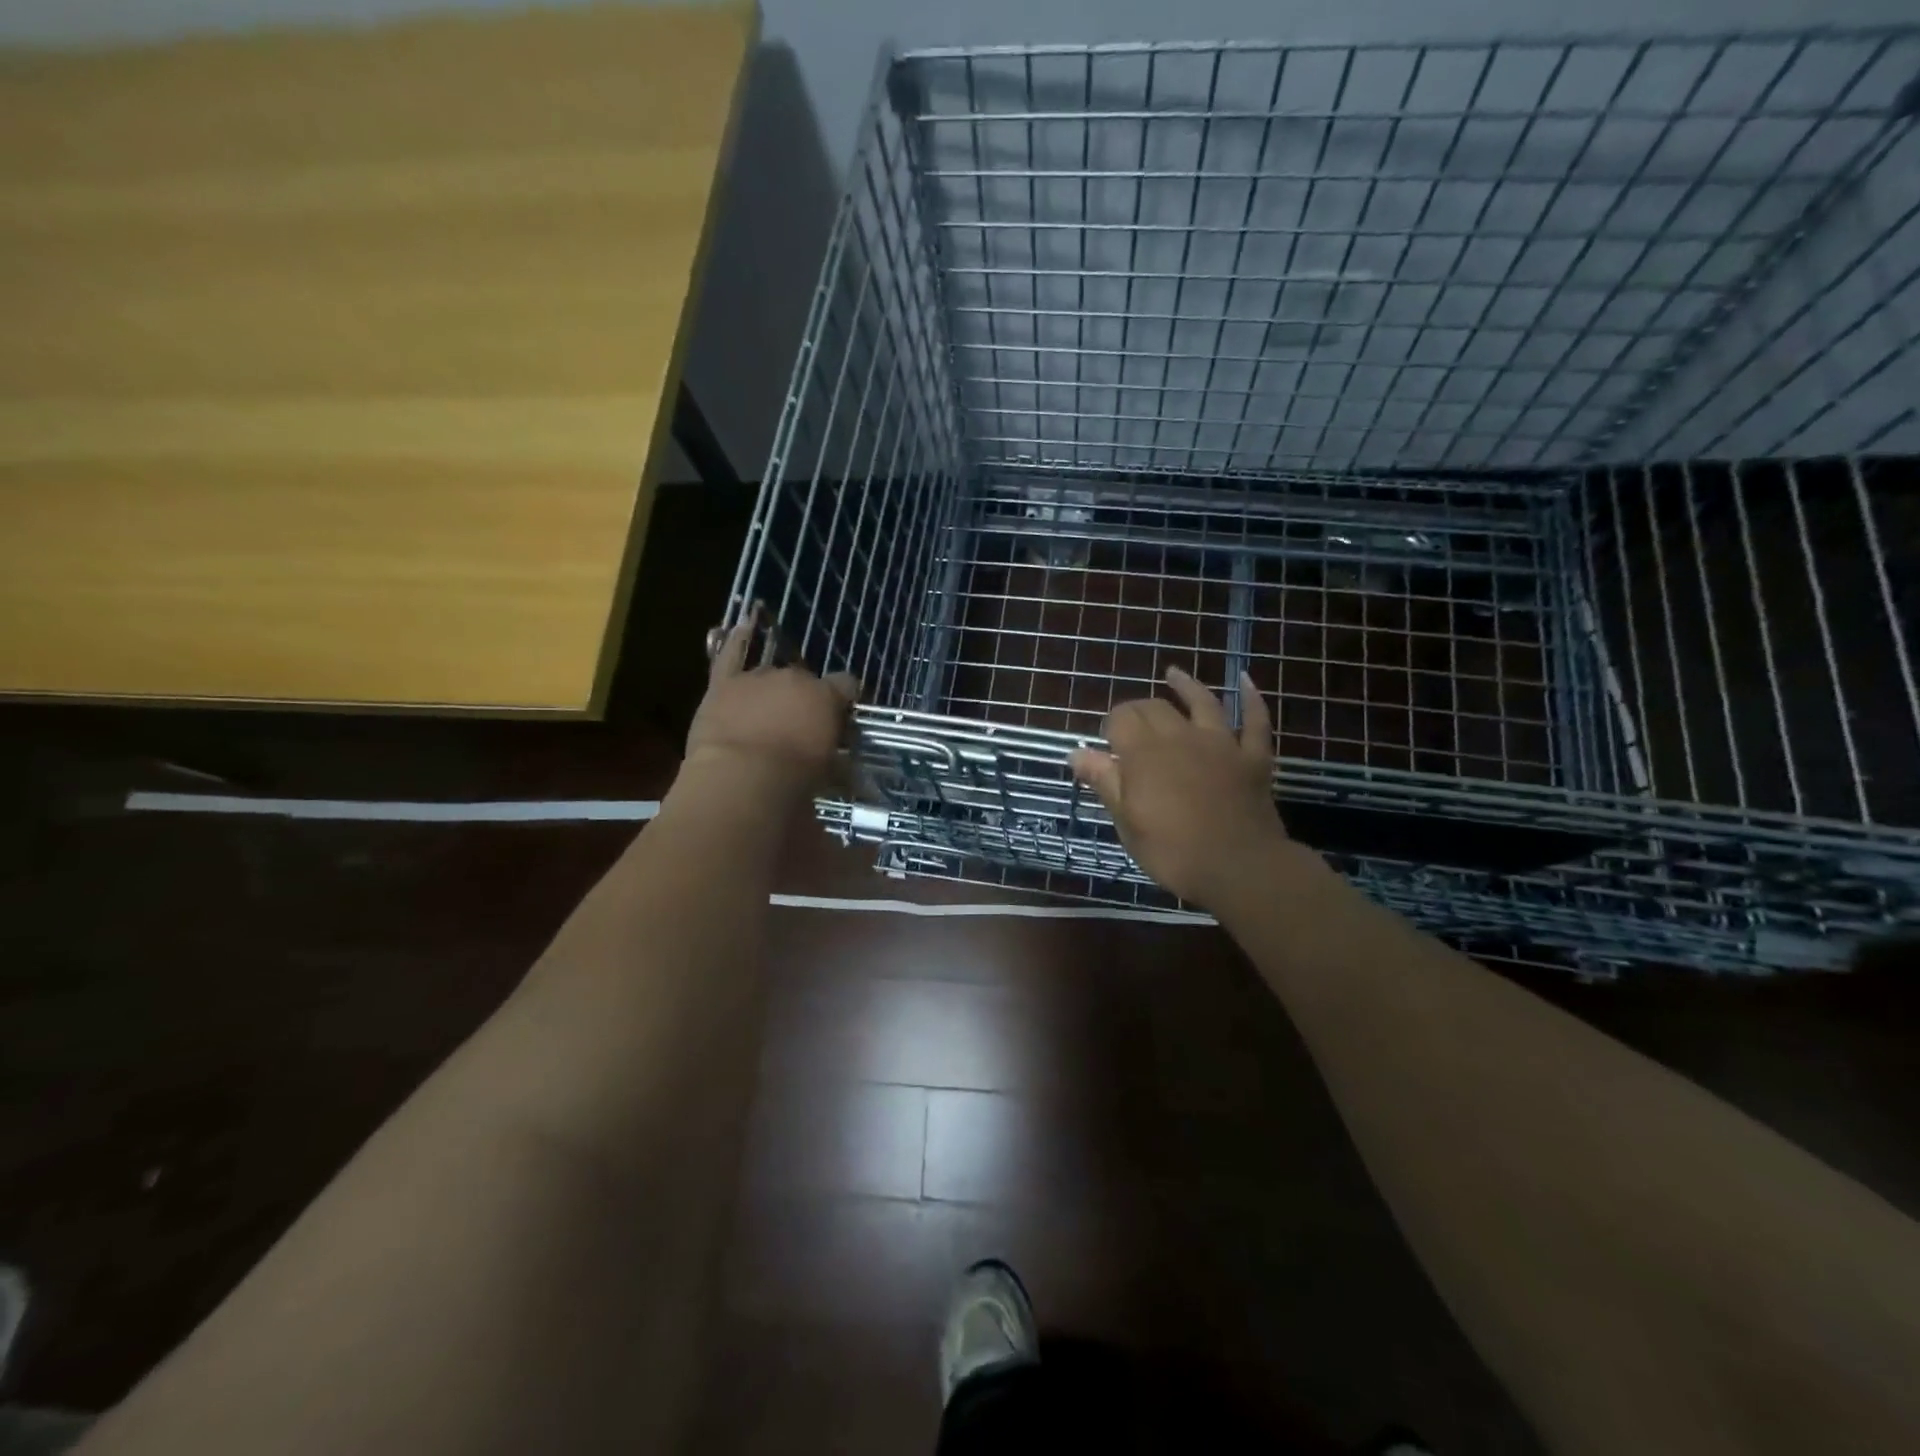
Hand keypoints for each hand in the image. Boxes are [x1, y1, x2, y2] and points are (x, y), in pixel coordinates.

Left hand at [684, 608, 857, 797]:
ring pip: (771, 675)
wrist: (742, 780)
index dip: (845, 700)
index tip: (843, 719)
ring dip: (773, 691)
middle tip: (800, 730)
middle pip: (806, 682)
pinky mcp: (724, 684)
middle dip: (805, 701)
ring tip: (768, 712)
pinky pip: (731, 653)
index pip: (847, 685)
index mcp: (826, 696)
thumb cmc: (795, 782)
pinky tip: (742, 624)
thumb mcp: (829, 775)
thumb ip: (837, 761)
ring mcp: (758, 678)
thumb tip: (842, 766)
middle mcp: (796, 678)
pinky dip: (736, 639)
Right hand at [1070, 666, 1294, 909]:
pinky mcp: (1252, 758)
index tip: (1106, 744)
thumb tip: (1076, 752)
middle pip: (1155, 707)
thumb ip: (1104, 781)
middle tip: (1130, 722)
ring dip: (1187, 686)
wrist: (1239, 867)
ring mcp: (1222, 744)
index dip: (1111, 725)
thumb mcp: (1126, 822)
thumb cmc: (1173, 851)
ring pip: (1203, 703)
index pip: (1121, 719)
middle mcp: (1181, 737)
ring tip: (1174, 674)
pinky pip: (1255, 721)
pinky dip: (1252, 699)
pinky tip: (1246, 681)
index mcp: (1145, 753)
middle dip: (1138, 708)